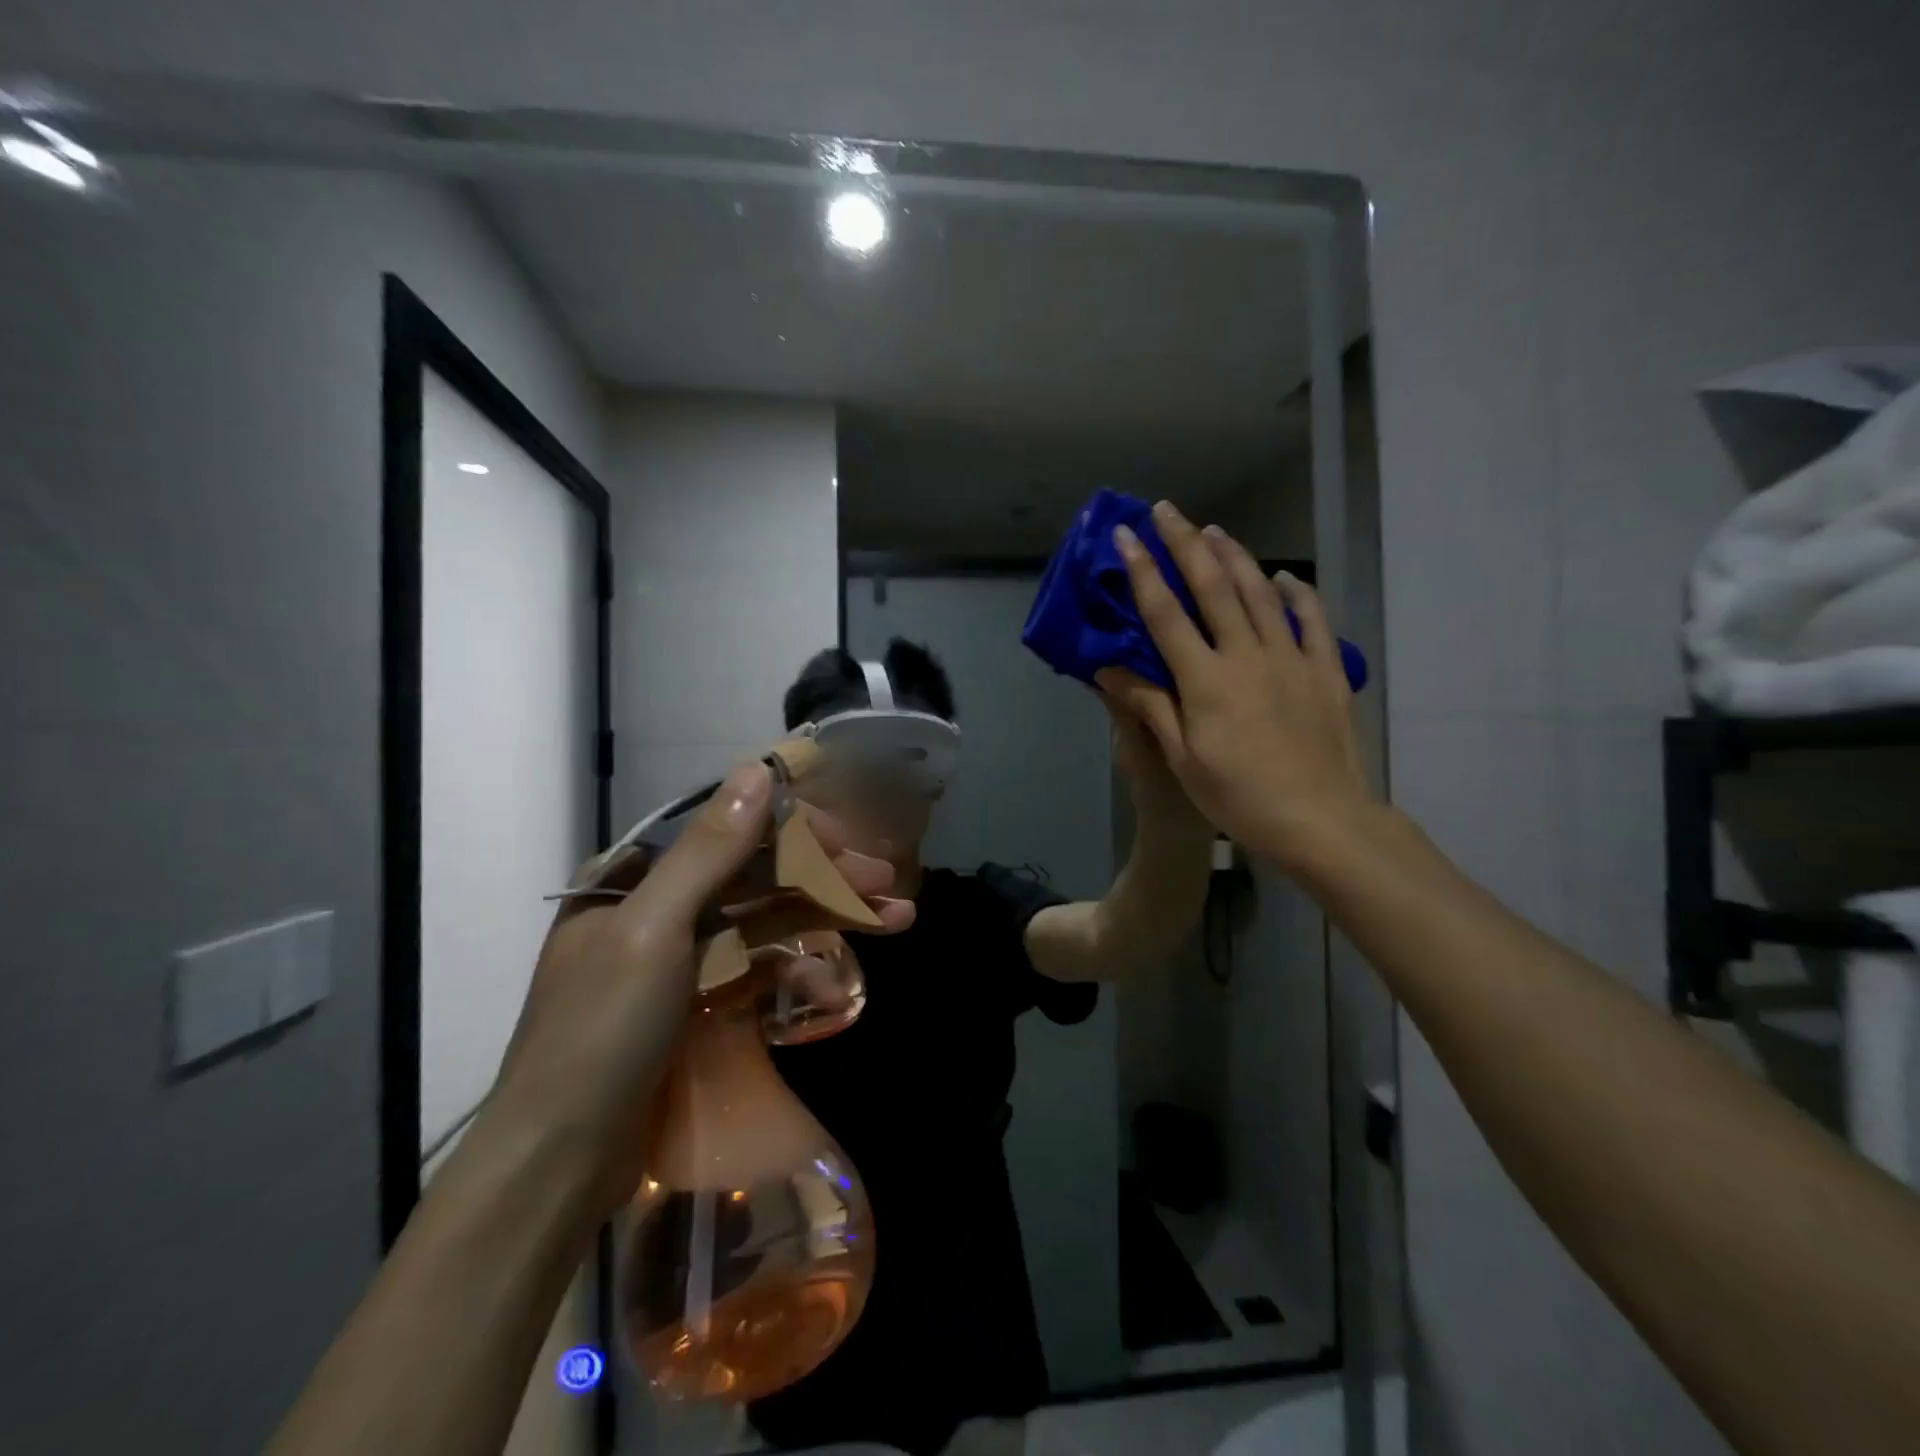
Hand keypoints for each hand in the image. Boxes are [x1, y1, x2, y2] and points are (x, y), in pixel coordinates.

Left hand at [490, 761, 912, 1209]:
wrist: (558, 1166)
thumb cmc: (599, 1035)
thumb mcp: (653, 931)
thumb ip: (708, 851)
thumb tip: (758, 770)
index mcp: (637, 879)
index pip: (729, 829)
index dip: (795, 829)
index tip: (850, 841)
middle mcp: (661, 907)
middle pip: (758, 875)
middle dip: (827, 875)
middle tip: (891, 882)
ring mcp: (683, 958)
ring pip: (768, 920)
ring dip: (830, 916)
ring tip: (898, 917)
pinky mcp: (700, 1004)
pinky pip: (760, 967)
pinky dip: (802, 967)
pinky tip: (840, 982)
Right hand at [1096, 501, 1373, 870]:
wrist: (1320, 819)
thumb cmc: (1239, 796)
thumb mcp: (1184, 759)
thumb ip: (1150, 706)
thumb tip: (1110, 670)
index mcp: (1205, 680)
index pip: (1166, 615)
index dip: (1143, 572)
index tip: (1125, 536)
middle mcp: (1247, 656)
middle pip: (1213, 587)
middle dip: (1186, 544)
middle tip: (1167, 510)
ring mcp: (1291, 658)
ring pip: (1260, 592)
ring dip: (1235, 556)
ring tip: (1214, 530)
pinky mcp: (1325, 670)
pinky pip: (1312, 619)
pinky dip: (1297, 592)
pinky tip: (1285, 576)